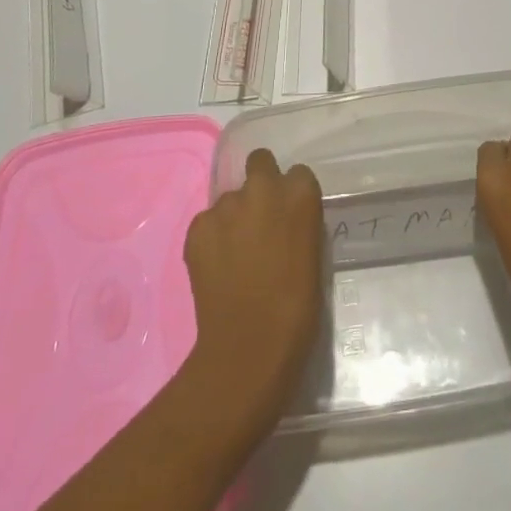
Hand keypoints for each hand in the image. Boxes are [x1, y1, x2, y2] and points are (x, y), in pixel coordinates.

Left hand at [182, 148, 324, 426]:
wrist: (249, 348)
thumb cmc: (296, 311)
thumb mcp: (311, 256)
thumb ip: (297, 225)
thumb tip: (282, 224)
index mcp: (300, 195)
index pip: (298, 174)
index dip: (291, 195)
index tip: (288, 217)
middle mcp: (263, 188)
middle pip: (260, 162)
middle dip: (259, 181)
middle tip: (259, 218)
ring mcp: (227, 205)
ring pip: (230, 197)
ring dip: (234, 216)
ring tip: (235, 255)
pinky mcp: (198, 226)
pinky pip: (207, 223)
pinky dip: (211, 238)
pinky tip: (216, 268)